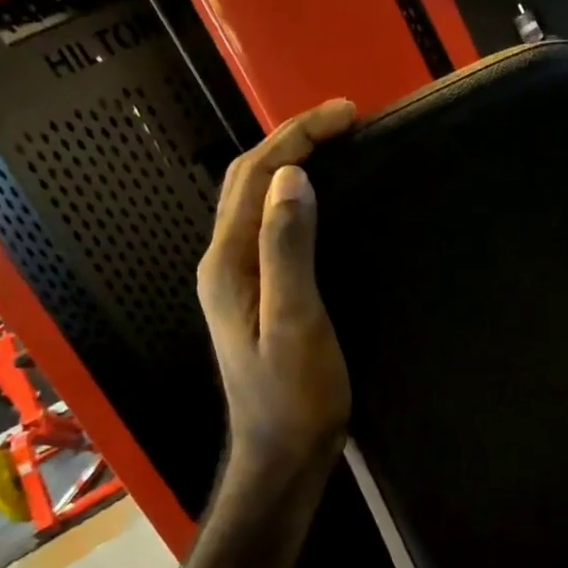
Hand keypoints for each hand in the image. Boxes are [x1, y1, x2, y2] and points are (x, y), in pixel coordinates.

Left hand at [196, 100, 356, 487]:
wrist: (281, 453)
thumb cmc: (294, 395)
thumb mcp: (296, 321)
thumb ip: (287, 249)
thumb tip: (292, 177)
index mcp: (227, 262)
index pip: (256, 176)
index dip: (297, 136)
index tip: (345, 113)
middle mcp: (222, 262)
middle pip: (246, 181)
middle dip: (291, 140)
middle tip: (343, 120)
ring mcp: (233, 280)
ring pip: (253, 201)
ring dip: (288, 164)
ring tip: (333, 146)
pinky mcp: (252, 295)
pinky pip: (266, 227)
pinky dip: (290, 198)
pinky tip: (315, 200)